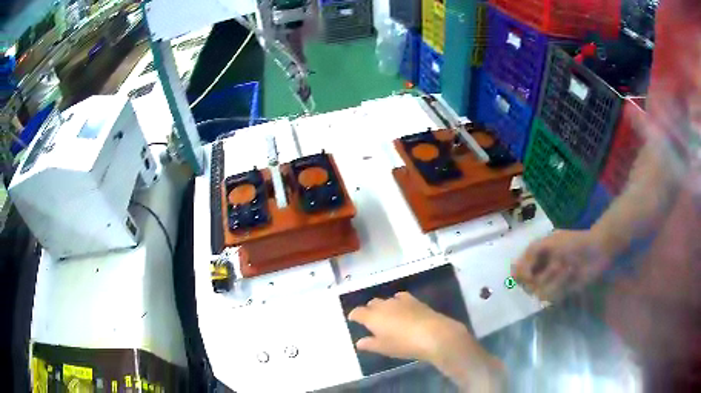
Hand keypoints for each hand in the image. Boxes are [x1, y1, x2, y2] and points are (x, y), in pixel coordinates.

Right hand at [348, 293, 504, 390]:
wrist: (434, 334)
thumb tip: (359, 342)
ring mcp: (401, 301)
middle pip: (372, 303)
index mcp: (373, 317)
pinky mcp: (415, 301)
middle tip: (369, 320)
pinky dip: (397, 302)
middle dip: (368, 310)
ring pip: (386, 300)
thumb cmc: (405, 344)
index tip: (352, 319)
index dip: (354, 315)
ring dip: (383, 306)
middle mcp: (385, 305)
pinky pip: (401, 298)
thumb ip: (370, 344)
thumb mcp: (384, 348)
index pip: (358, 312)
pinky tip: (402, 309)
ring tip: (386, 315)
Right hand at [512, 230, 612, 301]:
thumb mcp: (549, 242)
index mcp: (536, 257)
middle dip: (542, 276)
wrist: (596, 251)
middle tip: (556, 266)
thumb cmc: (573, 242)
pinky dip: (562, 288)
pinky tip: (572, 278)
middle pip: (527, 286)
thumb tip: (516, 275)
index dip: (520, 274)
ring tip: (568, 269)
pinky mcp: (561, 293)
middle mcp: (540, 271)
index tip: (528, 274)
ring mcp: (551, 283)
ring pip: (540, 293)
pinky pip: (552, 298)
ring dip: (555, 281)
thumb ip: (530, 254)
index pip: (517, 272)